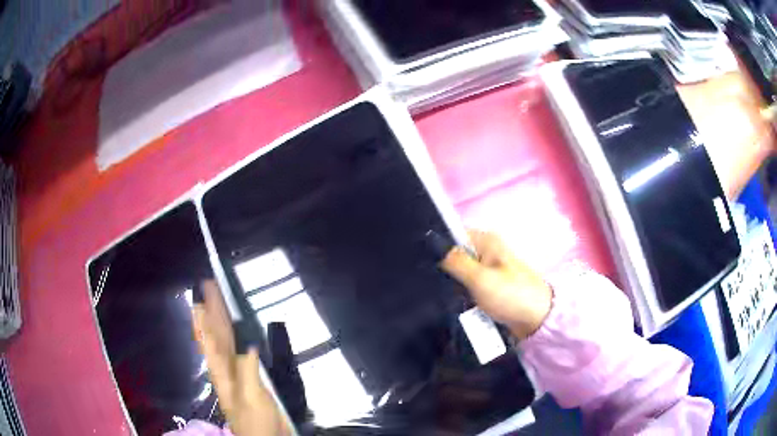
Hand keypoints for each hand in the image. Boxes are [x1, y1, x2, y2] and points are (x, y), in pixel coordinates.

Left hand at [192, 280, 290, 435]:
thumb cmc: (257, 422)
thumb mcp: (251, 397)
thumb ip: (248, 371)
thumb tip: (247, 344)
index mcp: (221, 372)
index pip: (208, 339)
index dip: (204, 318)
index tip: (199, 296)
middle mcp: (225, 368)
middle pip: (215, 335)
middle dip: (211, 311)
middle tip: (208, 288)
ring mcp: (237, 373)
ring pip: (225, 341)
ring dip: (220, 320)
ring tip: (215, 301)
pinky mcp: (251, 378)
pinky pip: (239, 352)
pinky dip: (236, 337)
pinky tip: (236, 330)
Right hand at [440, 231, 552, 339]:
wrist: (537, 319)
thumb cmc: (510, 295)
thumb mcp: (480, 278)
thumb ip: (455, 261)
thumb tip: (433, 245)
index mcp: (486, 241)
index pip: (452, 234)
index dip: (437, 246)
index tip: (423, 263)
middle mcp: (487, 251)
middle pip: (455, 254)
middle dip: (443, 269)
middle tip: (430, 284)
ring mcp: (489, 270)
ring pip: (460, 273)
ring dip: (452, 284)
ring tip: (440, 296)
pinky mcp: (490, 286)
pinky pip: (469, 286)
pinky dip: (461, 294)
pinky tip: (454, 303)